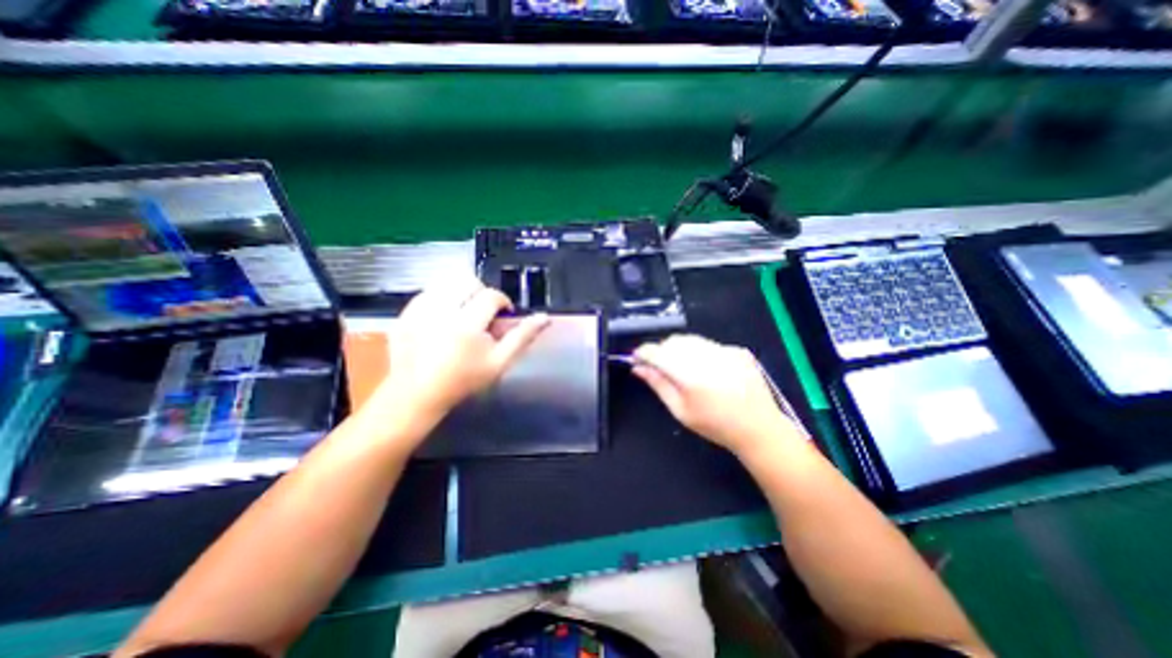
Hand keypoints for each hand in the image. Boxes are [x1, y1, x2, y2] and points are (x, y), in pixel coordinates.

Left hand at [371, 278, 549, 437]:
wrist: (416, 394)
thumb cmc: (463, 381)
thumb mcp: (499, 363)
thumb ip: (523, 337)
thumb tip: (545, 317)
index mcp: (467, 324)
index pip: (491, 295)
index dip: (502, 302)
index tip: (502, 315)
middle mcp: (441, 311)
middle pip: (468, 281)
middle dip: (481, 293)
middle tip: (482, 313)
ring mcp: (419, 311)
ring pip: (447, 282)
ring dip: (461, 293)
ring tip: (463, 313)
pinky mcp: (405, 313)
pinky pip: (428, 292)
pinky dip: (441, 299)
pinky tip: (443, 318)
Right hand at [632, 337, 807, 453]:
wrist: (759, 428)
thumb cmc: (714, 425)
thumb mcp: (680, 411)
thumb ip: (658, 385)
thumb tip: (638, 367)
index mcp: (690, 376)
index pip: (657, 353)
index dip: (643, 352)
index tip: (636, 358)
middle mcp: (707, 357)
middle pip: (673, 342)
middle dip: (661, 351)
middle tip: (661, 368)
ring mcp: (725, 351)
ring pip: (690, 339)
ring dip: (679, 349)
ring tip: (685, 369)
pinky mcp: (737, 350)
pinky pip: (709, 344)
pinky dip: (700, 352)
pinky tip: (708, 370)